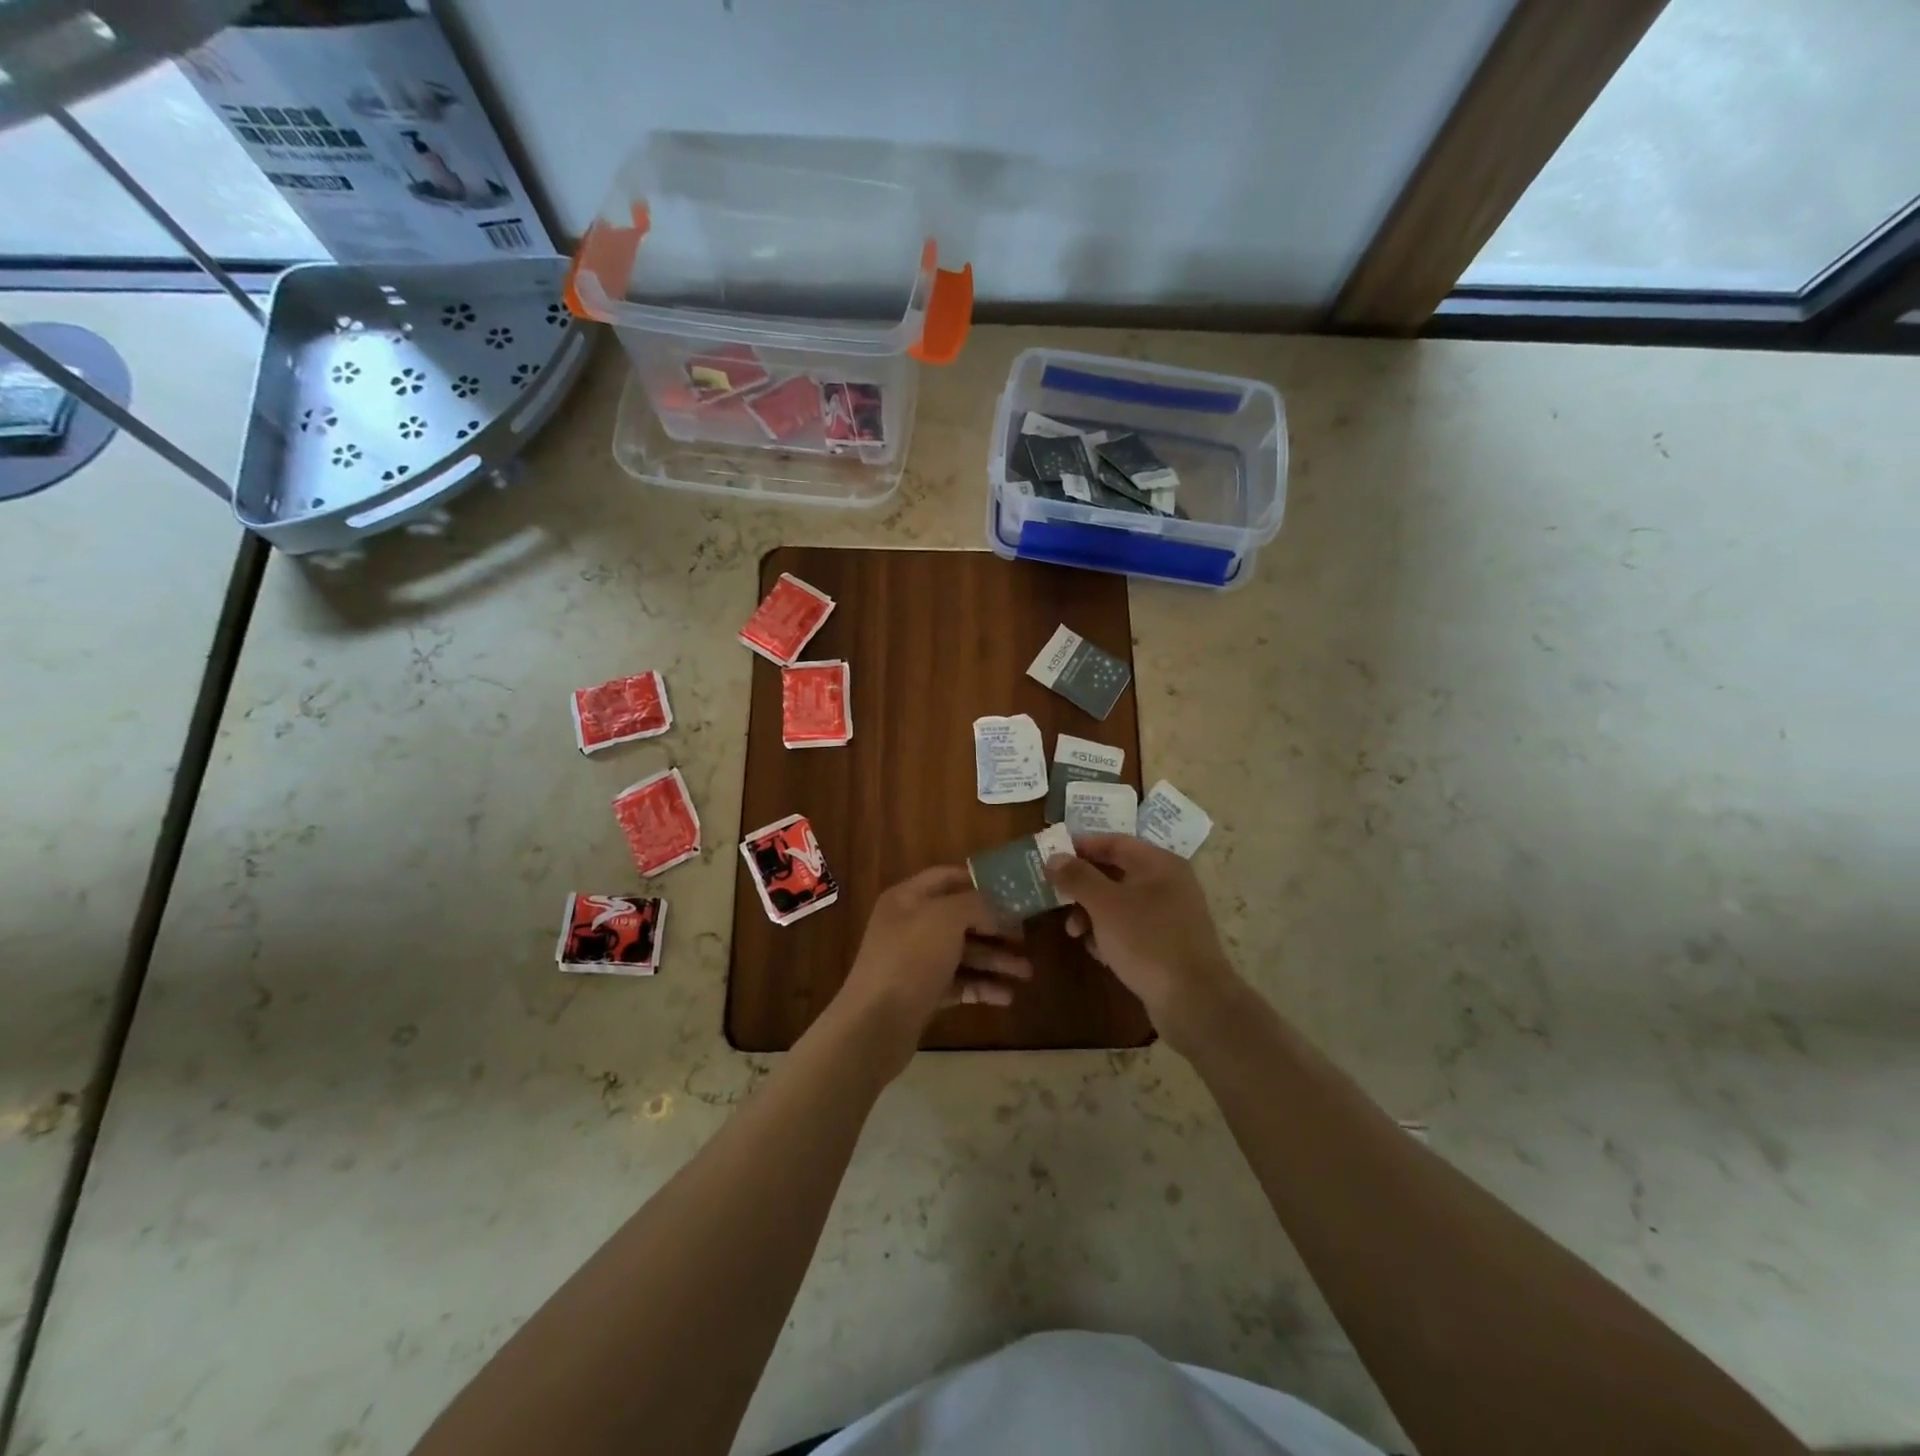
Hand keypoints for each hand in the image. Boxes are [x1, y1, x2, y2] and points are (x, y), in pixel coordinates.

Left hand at [832, 867, 1029, 1075]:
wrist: (874, 1024)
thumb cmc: (910, 959)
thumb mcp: (946, 918)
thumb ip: (976, 904)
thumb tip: (997, 905)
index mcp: (908, 898)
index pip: (947, 877)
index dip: (979, 882)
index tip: (1013, 892)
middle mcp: (910, 925)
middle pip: (960, 918)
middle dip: (995, 927)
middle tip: (1026, 937)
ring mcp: (915, 962)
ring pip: (962, 953)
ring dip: (995, 960)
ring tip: (1026, 973)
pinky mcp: (921, 994)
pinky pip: (957, 984)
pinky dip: (981, 987)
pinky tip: (1006, 997)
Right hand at [1045, 835, 1241, 1048]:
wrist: (1194, 1002)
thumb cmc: (1147, 942)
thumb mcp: (1105, 905)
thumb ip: (1077, 877)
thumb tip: (1054, 856)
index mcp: (1159, 864)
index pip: (1113, 842)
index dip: (1080, 847)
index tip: (1050, 858)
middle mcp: (1168, 883)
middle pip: (1115, 872)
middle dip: (1082, 887)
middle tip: (1056, 899)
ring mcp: (1170, 915)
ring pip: (1120, 903)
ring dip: (1092, 914)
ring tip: (1075, 934)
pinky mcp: (1167, 943)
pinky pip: (1131, 928)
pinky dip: (1110, 935)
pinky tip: (1099, 954)